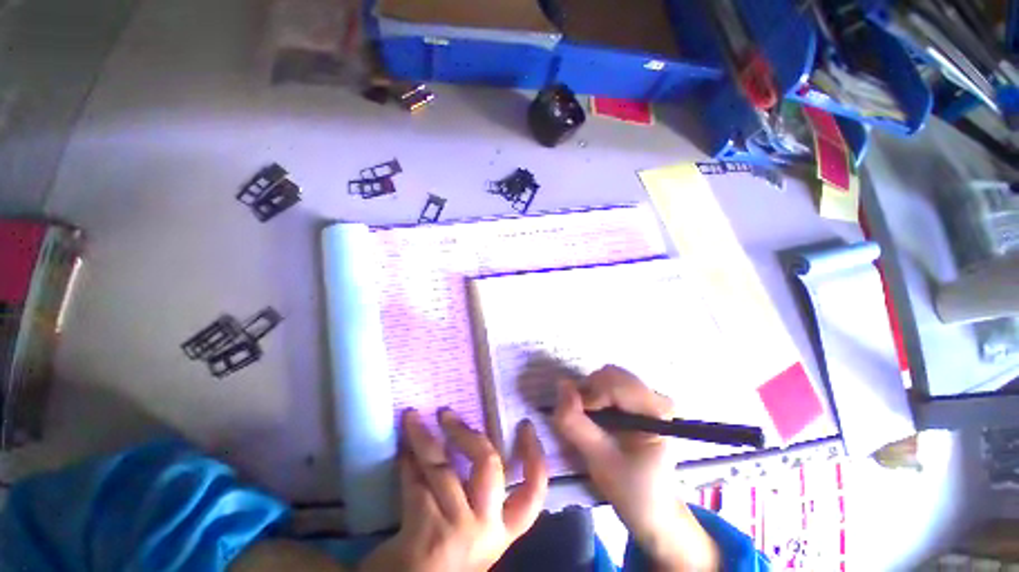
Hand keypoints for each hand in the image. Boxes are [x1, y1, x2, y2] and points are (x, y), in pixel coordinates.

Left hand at [359, 409, 548, 571]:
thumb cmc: (446, 557)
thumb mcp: (472, 529)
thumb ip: (480, 495)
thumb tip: (474, 442)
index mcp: (502, 529)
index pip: (532, 493)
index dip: (534, 457)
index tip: (525, 425)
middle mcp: (486, 527)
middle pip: (488, 466)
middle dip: (469, 434)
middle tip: (446, 412)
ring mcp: (457, 530)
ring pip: (443, 468)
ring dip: (425, 437)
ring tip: (412, 416)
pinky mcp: (426, 533)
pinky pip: (416, 484)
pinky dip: (407, 462)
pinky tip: (401, 447)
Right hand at [553, 365, 718, 570]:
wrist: (653, 510)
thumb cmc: (632, 490)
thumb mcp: (599, 460)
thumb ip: (575, 423)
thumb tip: (560, 384)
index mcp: (657, 410)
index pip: (614, 384)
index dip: (589, 397)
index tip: (575, 418)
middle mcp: (655, 396)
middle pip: (610, 375)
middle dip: (588, 392)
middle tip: (580, 418)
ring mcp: (648, 396)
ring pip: (607, 377)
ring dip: (590, 393)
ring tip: (587, 420)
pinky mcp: (639, 400)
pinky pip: (609, 384)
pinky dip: (595, 395)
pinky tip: (595, 417)